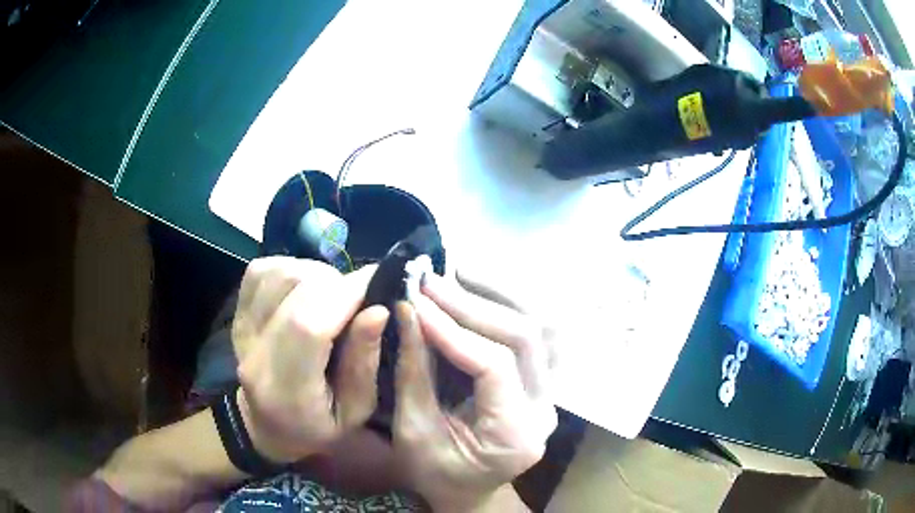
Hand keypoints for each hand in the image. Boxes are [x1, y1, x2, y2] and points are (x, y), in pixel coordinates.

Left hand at [232, 257, 388, 463]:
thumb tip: (378, 310)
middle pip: (294, 289)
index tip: (379, 282)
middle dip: (337, 283)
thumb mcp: (355, 412)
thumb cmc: (318, 427)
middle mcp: (254, 353)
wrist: (267, 427)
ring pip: (280, 272)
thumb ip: (364, 363)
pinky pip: (264, 270)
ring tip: (332, 299)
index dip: (346, 294)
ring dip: (316, 276)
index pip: (307, 325)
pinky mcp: (237, 312)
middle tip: (357, 300)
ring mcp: (240, 328)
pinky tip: (306, 290)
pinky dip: (293, 270)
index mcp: (285, 389)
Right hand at [393, 273, 556, 511]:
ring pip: (539, 328)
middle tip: (431, 282)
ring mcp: (549, 392)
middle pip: (525, 339)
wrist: (464, 488)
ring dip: (498, 296)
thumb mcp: (413, 430)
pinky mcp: (541, 381)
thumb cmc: (434, 471)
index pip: (494, 367)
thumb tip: (408, 310)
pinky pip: (534, 334)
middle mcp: (545, 409)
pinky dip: (507, 307)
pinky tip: (478, 289)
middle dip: (474, 306)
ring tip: (457, 273)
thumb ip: (413, 371)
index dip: (454, 331)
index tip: (416, 303)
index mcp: (515, 434)